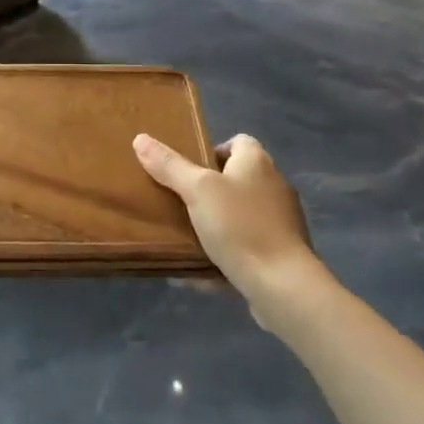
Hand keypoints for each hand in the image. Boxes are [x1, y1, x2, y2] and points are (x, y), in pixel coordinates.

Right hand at [134, 132, 319, 298]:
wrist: (283, 285)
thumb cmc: (239, 226)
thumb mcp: (197, 191)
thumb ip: (170, 166)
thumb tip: (141, 138)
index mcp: (257, 162)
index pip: (238, 142)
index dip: (213, 150)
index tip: (189, 170)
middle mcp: (274, 185)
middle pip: (238, 178)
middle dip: (210, 190)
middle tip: (181, 201)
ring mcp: (281, 221)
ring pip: (242, 214)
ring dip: (217, 222)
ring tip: (188, 235)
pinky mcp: (282, 253)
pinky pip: (248, 245)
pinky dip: (228, 252)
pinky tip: (203, 268)